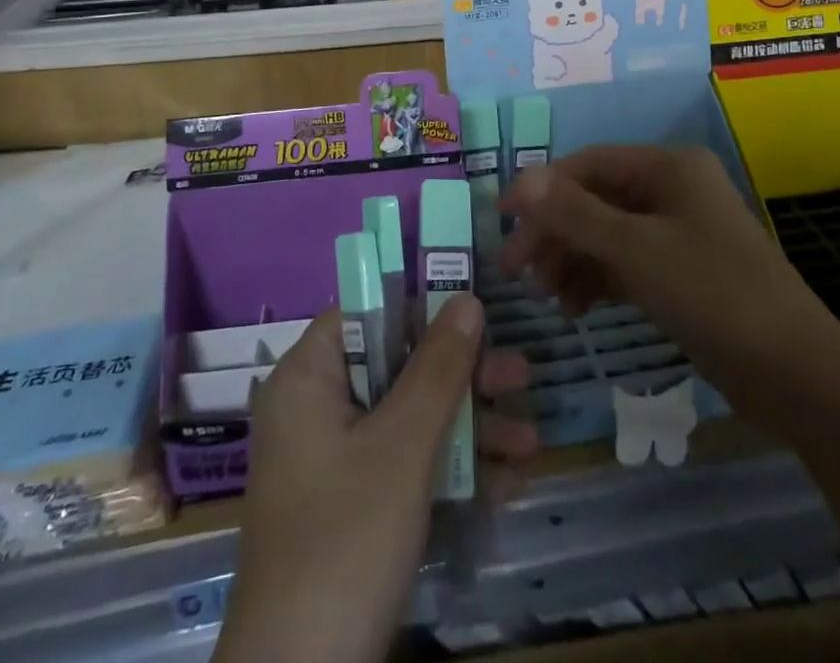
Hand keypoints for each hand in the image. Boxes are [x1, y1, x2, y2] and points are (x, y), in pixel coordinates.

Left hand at [214, 296, 537, 662]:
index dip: (422, 303)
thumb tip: (467, 298)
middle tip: (521, 377)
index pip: (369, 311)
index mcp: (309, 378)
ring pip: (410, 418)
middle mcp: (318, 409)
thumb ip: (438, 368)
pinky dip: (452, 471)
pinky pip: (407, 465)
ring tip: (530, 440)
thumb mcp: (403, 446)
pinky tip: (508, 483)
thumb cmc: (346, 540)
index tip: (476, 306)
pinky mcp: (354, 506)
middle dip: (465, 376)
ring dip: (471, 428)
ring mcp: (336, 461)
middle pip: (399, 365)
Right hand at [499, 144, 837, 431]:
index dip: (541, 189)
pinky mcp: (681, 271)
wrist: (796, 373)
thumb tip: (522, 179)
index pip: (587, 164)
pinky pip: (626, 263)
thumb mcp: (636, 251)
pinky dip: (598, 280)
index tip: (500, 222)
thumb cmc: (714, 294)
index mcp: (668, 166)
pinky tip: (577, 309)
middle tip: (517, 273)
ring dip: (573, 259)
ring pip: (607, 234)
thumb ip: (575, 214)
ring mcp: (678, 231)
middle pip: (595, 199)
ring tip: (548, 298)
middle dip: (555, 233)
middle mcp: (672, 189)